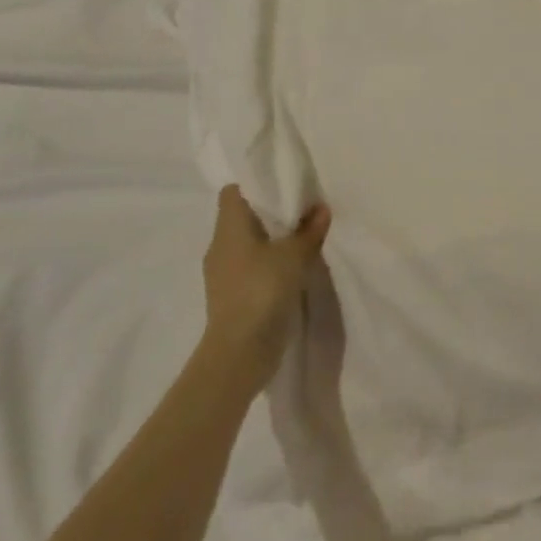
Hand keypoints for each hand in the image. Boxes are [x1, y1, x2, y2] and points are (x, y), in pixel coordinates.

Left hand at [200, 185, 330, 390]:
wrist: (238, 354)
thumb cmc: (262, 290)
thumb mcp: (294, 255)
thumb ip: (310, 231)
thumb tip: (322, 209)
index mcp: (228, 225)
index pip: (233, 191)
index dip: (254, 186)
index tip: (280, 188)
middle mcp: (219, 245)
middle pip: (241, 217)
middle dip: (267, 215)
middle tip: (297, 214)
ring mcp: (221, 275)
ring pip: (245, 246)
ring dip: (267, 244)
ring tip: (296, 243)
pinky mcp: (228, 299)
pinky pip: (247, 270)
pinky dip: (264, 268)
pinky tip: (287, 274)